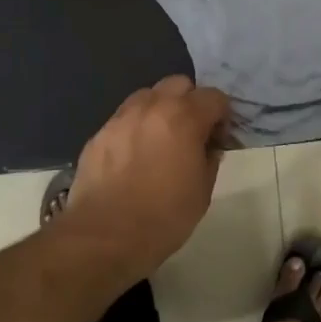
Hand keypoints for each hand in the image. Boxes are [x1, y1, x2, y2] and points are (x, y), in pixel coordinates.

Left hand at [62, 75, 230, 276]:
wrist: (104, 237)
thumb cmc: (163, 217)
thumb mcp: (203, 192)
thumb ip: (209, 159)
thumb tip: (208, 147)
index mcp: (183, 118)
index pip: (214, 96)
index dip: (222, 116)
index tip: (219, 139)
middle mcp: (151, 107)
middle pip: (178, 84)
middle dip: (190, 102)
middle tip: (191, 133)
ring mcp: (120, 118)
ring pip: (147, 96)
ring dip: (160, 109)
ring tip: (160, 141)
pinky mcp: (98, 134)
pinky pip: (123, 119)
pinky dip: (135, 128)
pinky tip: (134, 157)